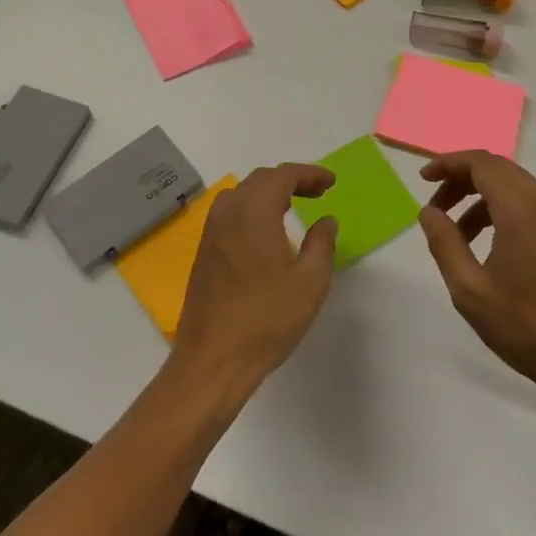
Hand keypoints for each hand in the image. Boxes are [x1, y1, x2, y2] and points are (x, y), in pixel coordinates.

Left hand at [171, 163, 337, 403]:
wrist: (212, 361)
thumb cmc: (266, 320)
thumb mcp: (310, 282)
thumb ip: (322, 244)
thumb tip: (326, 220)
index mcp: (254, 212)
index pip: (283, 175)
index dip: (310, 174)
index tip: (331, 182)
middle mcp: (228, 212)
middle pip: (261, 179)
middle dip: (291, 180)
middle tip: (317, 192)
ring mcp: (211, 231)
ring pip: (242, 194)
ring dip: (270, 193)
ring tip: (294, 206)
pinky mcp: (204, 251)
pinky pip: (231, 213)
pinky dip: (253, 208)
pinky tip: (267, 230)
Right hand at [420, 152, 535, 411]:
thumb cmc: (527, 327)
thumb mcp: (471, 290)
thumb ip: (444, 243)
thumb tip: (428, 211)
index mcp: (521, 208)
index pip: (480, 163)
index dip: (448, 164)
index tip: (423, 179)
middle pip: (498, 169)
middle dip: (462, 180)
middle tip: (437, 208)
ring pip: (516, 186)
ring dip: (483, 198)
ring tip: (460, 234)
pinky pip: (534, 204)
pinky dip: (506, 209)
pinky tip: (493, 244)